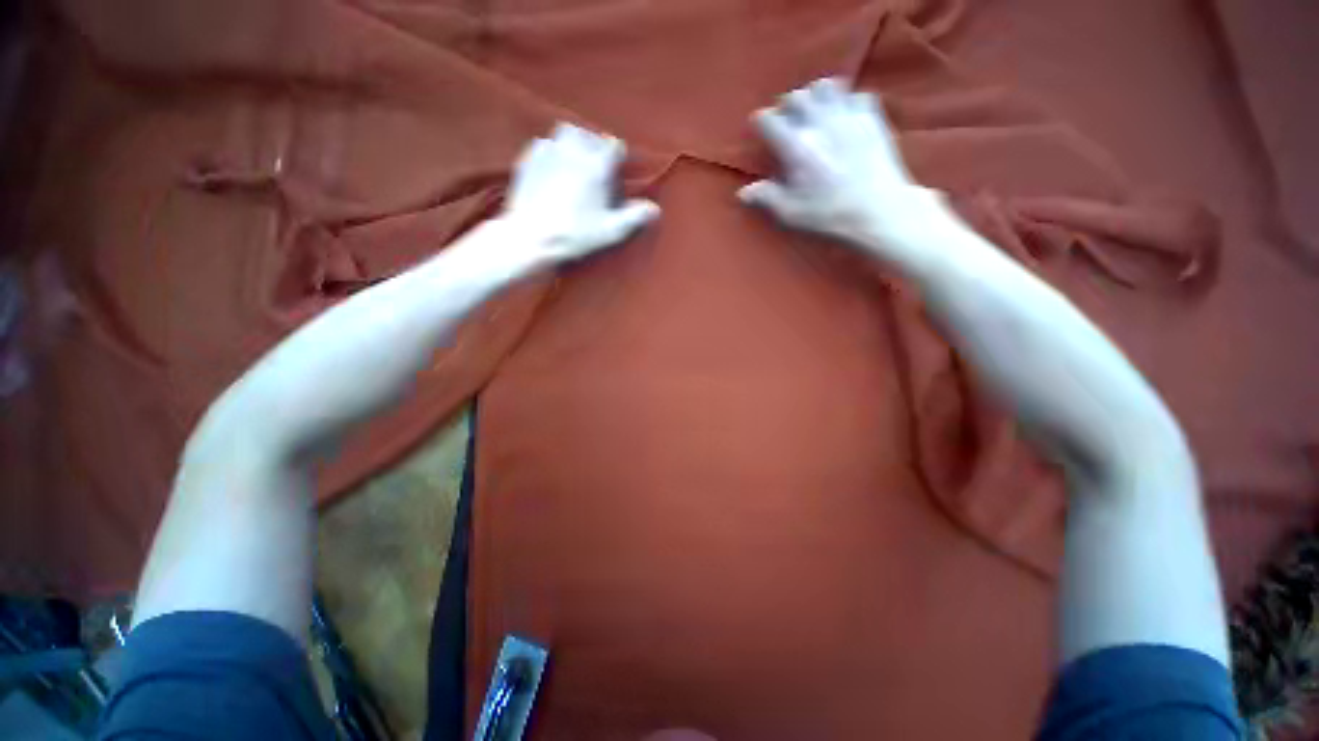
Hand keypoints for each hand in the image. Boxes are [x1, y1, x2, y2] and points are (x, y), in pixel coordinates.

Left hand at [500, 124, 659, 262]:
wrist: (530, 237)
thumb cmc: (574, 235)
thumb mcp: (610, 231)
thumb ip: (634, 217)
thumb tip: (655, 209)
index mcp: (596, 166)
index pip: (614, 146)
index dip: (619, 157)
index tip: (618, 172)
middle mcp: (573, 151)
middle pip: (589, 134)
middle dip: (595, 145)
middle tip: (597, 166)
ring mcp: (548, 152)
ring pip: (565, 132)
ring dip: (574, 142)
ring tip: (576, 161)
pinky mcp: (529, 159)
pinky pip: (544, 144)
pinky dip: (553, 151)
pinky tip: (553, 168)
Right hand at [740, 78, 942, 253]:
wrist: (878, 209)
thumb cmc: (829, 214)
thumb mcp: (790, 212)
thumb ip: (766, 197)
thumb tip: (742, 192)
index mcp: (796, 147)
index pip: (769, 120)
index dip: (761, 122)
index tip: (760, 129)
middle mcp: (819, 123)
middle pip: (796, 96)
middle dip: (787, 106)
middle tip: (787, 122)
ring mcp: (847, 115)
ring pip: (826, 86)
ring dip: (815, 96)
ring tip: (815, 112)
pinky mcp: (871, 116)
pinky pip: (856, 95)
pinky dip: (847, 102)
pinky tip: (845, 118)